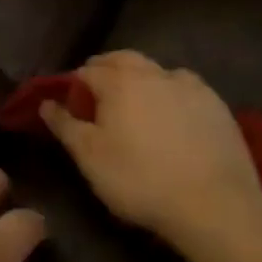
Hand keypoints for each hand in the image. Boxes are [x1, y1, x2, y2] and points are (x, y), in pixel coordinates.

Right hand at [41, 51, 261, 243]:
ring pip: (155, 69)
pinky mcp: (215, 102)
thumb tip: (46, 103)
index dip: (76, 85)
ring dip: (140, 76)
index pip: (88, 72)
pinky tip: (173, 109)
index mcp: (118, 82)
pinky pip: (185, 85)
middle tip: (98, 90)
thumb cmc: (139, 180)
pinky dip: (171, 89)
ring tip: (136, 99)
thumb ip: (65, 126)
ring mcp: (188, 85)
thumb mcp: (90, 158)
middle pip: (123, 59)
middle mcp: (152, 73)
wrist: (212, 202)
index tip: (73, 105)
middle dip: (106, 68)